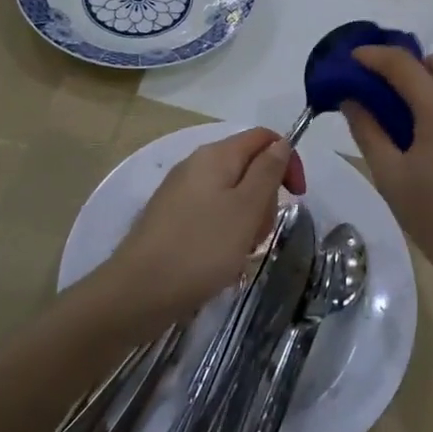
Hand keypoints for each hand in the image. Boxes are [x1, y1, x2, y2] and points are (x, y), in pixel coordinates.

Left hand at [102, 128, 306, 327]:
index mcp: (216, 155)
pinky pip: (212, 214)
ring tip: (239, 253)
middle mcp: (196, 165)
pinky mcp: (171, 218)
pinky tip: (220, 262)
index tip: (297, 197)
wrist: (136, 293)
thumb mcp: (246, 208)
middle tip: (259, 233)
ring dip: (246, 221)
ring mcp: (181, 192)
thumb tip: (281, 142)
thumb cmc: (200, 248)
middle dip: (265, 198)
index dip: (287, 160)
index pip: (263, 138)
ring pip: (231, 195)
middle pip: (248, 167)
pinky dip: (225, 233)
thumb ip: (267, 171)